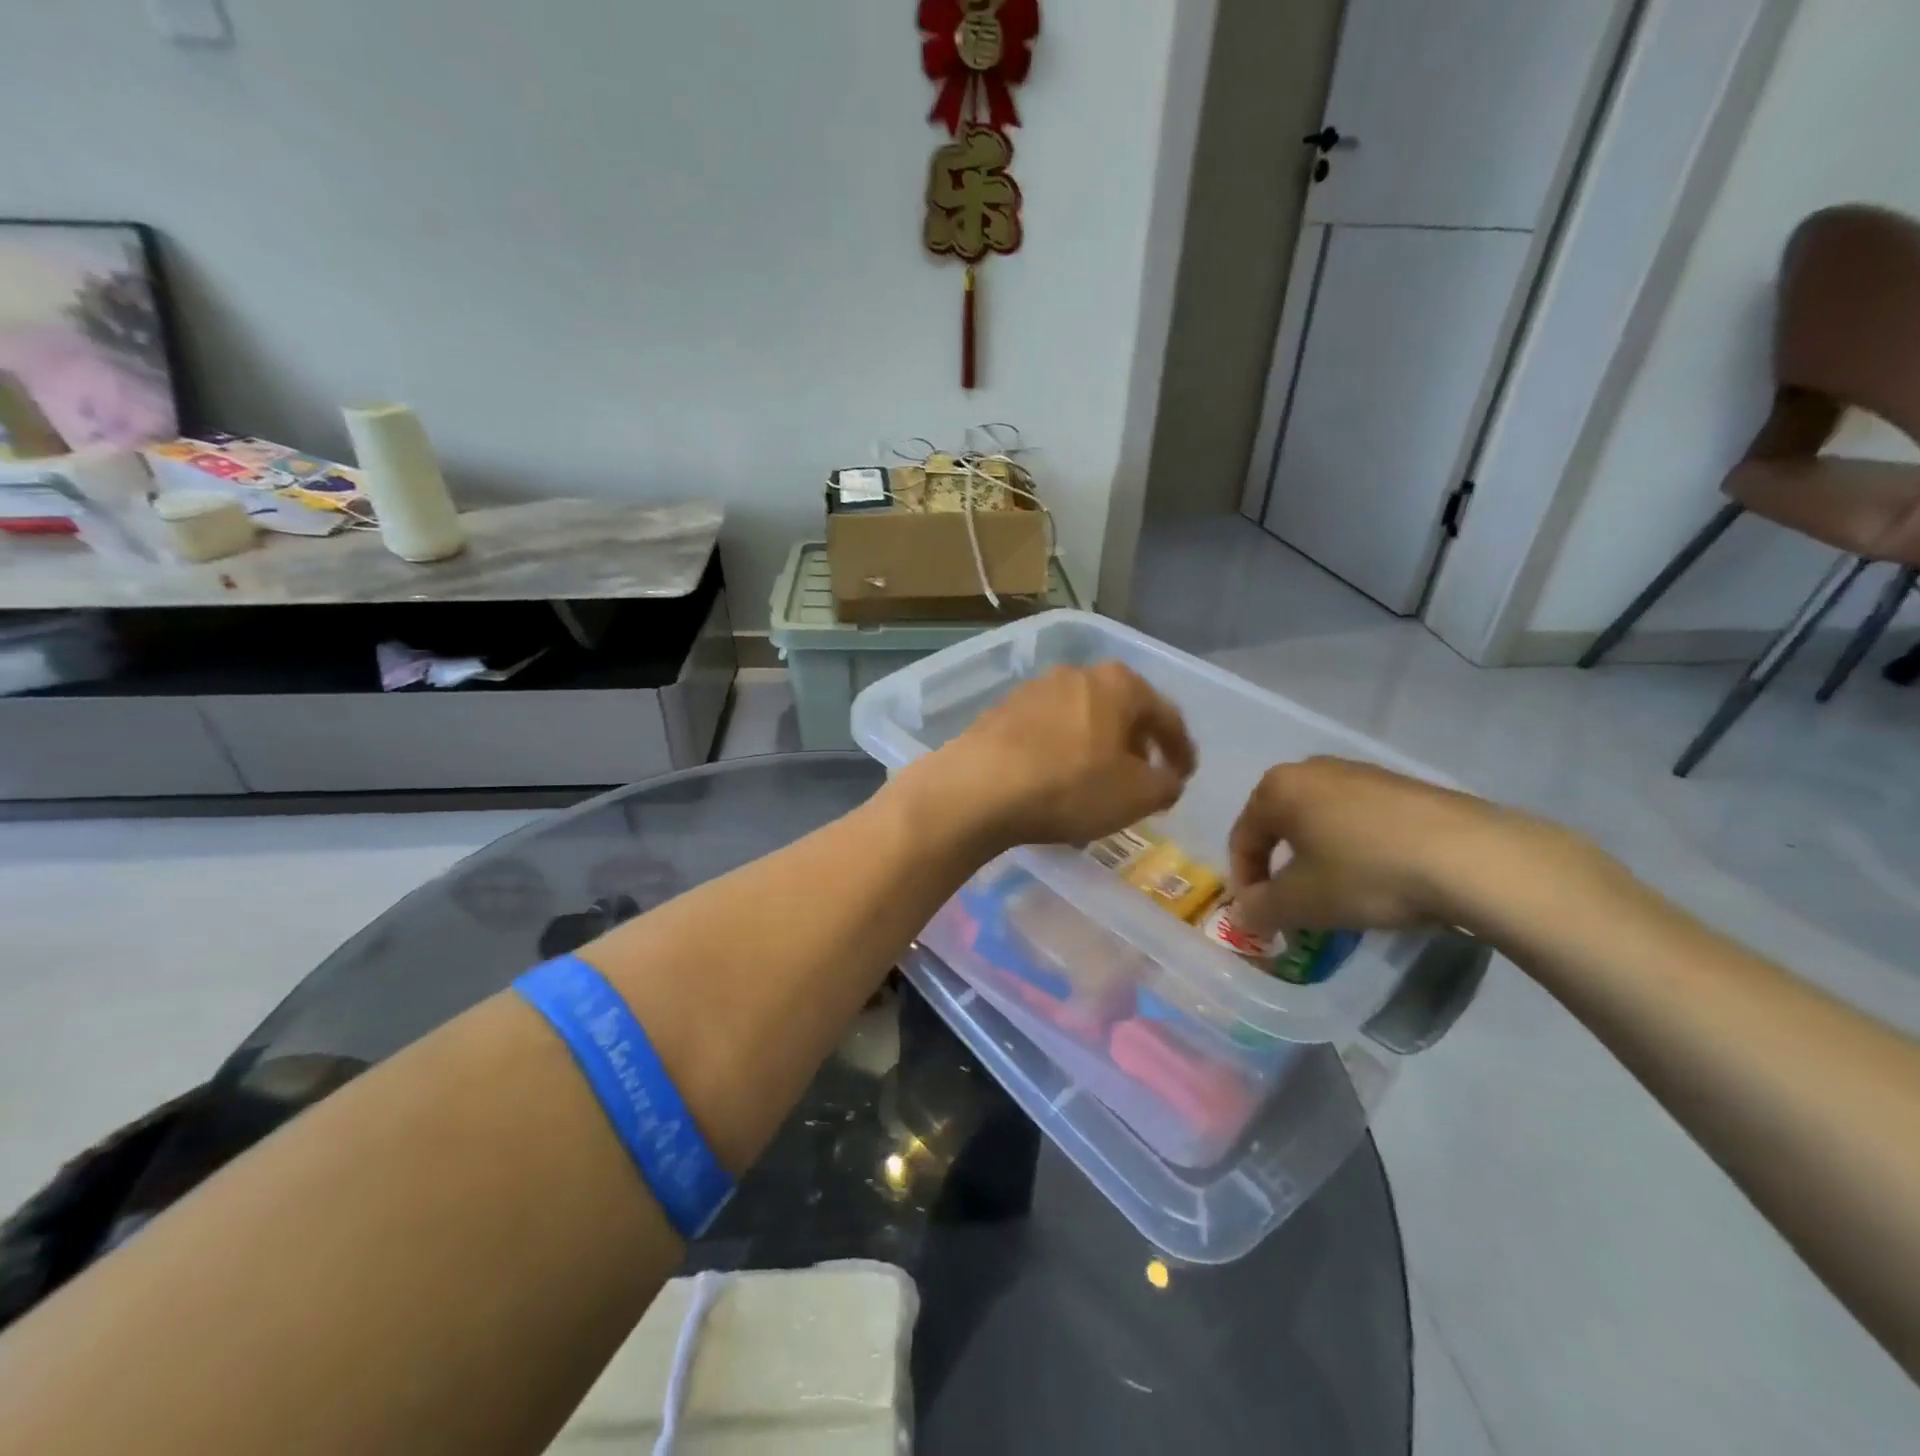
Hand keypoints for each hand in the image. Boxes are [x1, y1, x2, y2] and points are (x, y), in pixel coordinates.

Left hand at [906, 662, 1196, 852]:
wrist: (978, 788)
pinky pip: (1047, 731)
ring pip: (1081, 719)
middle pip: (1121, 710)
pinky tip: (1056, 781)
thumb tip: (1167, 779)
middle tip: (1143, 777)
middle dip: (1136, 744)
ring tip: (1099, 782)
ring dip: (1096, 747)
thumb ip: (1166, 784)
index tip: (1185, 775)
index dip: (1181, 749)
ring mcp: (1034, 689)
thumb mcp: (1136, 795)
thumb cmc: (1070, 786)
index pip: (1165, 715)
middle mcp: (1076, 674)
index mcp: (1118, 684)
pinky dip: (1061, 752)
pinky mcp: (1001, 711)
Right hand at [1227, 757, 1560, 935]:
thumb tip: (1243, 915)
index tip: (1259, 915)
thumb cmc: (1366, 874)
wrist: (1472, 857)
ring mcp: (1360, 772)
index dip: (1244, 881)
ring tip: (1338, 893)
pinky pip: (1359, 819)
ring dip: (1318, 857)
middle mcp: (1312, 769)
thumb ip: (1260, 909)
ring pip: (1321, 820)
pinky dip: (1355, 848)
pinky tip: (1379, 877)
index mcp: (1277, 788)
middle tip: (1294, 904)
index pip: (1242, 837)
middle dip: (1281, 866)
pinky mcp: (1402, 785)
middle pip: (1280, 824)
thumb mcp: (1301, 903)